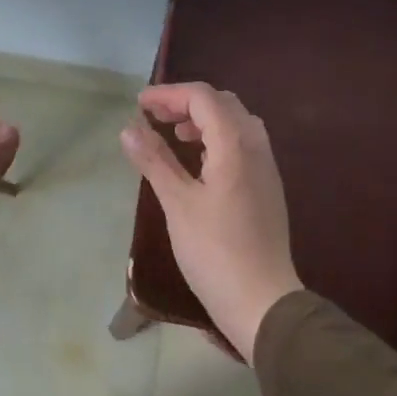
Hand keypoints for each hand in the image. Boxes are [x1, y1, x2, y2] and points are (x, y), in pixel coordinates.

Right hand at [119, 82, 301, 360]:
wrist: (263, 301)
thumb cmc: (215, 252)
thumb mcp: (178, 204)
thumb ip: (155, 161)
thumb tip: (129, 128)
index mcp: (235, 144)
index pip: (203, 97)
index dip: (169, 94)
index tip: (139, 104)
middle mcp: (256, 145)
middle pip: (222, 103)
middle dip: (186, 102)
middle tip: (155, 117)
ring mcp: (266, 166)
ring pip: (236, 121)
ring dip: (204, 119)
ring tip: (175, 134)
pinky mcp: (267, 185)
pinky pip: (243, 142)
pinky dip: (218, 137)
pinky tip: (199, 160)